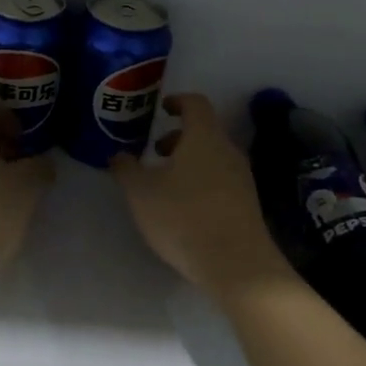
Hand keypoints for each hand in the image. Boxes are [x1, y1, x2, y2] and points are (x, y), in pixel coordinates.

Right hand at [112, 93, 294, 297]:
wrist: (236, 264)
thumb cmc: (183, 217)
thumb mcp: (141, 193)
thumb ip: (127, 169)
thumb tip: (119, 155)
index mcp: (204, 137)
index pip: (195, 104)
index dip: (178, 101)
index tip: (162, 108)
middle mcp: (228, 151)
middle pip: (205, 132)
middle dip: (178, 138)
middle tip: (155, 151)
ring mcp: (242, 179)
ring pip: (213, 157)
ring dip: (189, 161)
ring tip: (165, 182)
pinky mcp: (247, 204)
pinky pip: (221, 180)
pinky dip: (201, 181)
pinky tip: (184, 206)